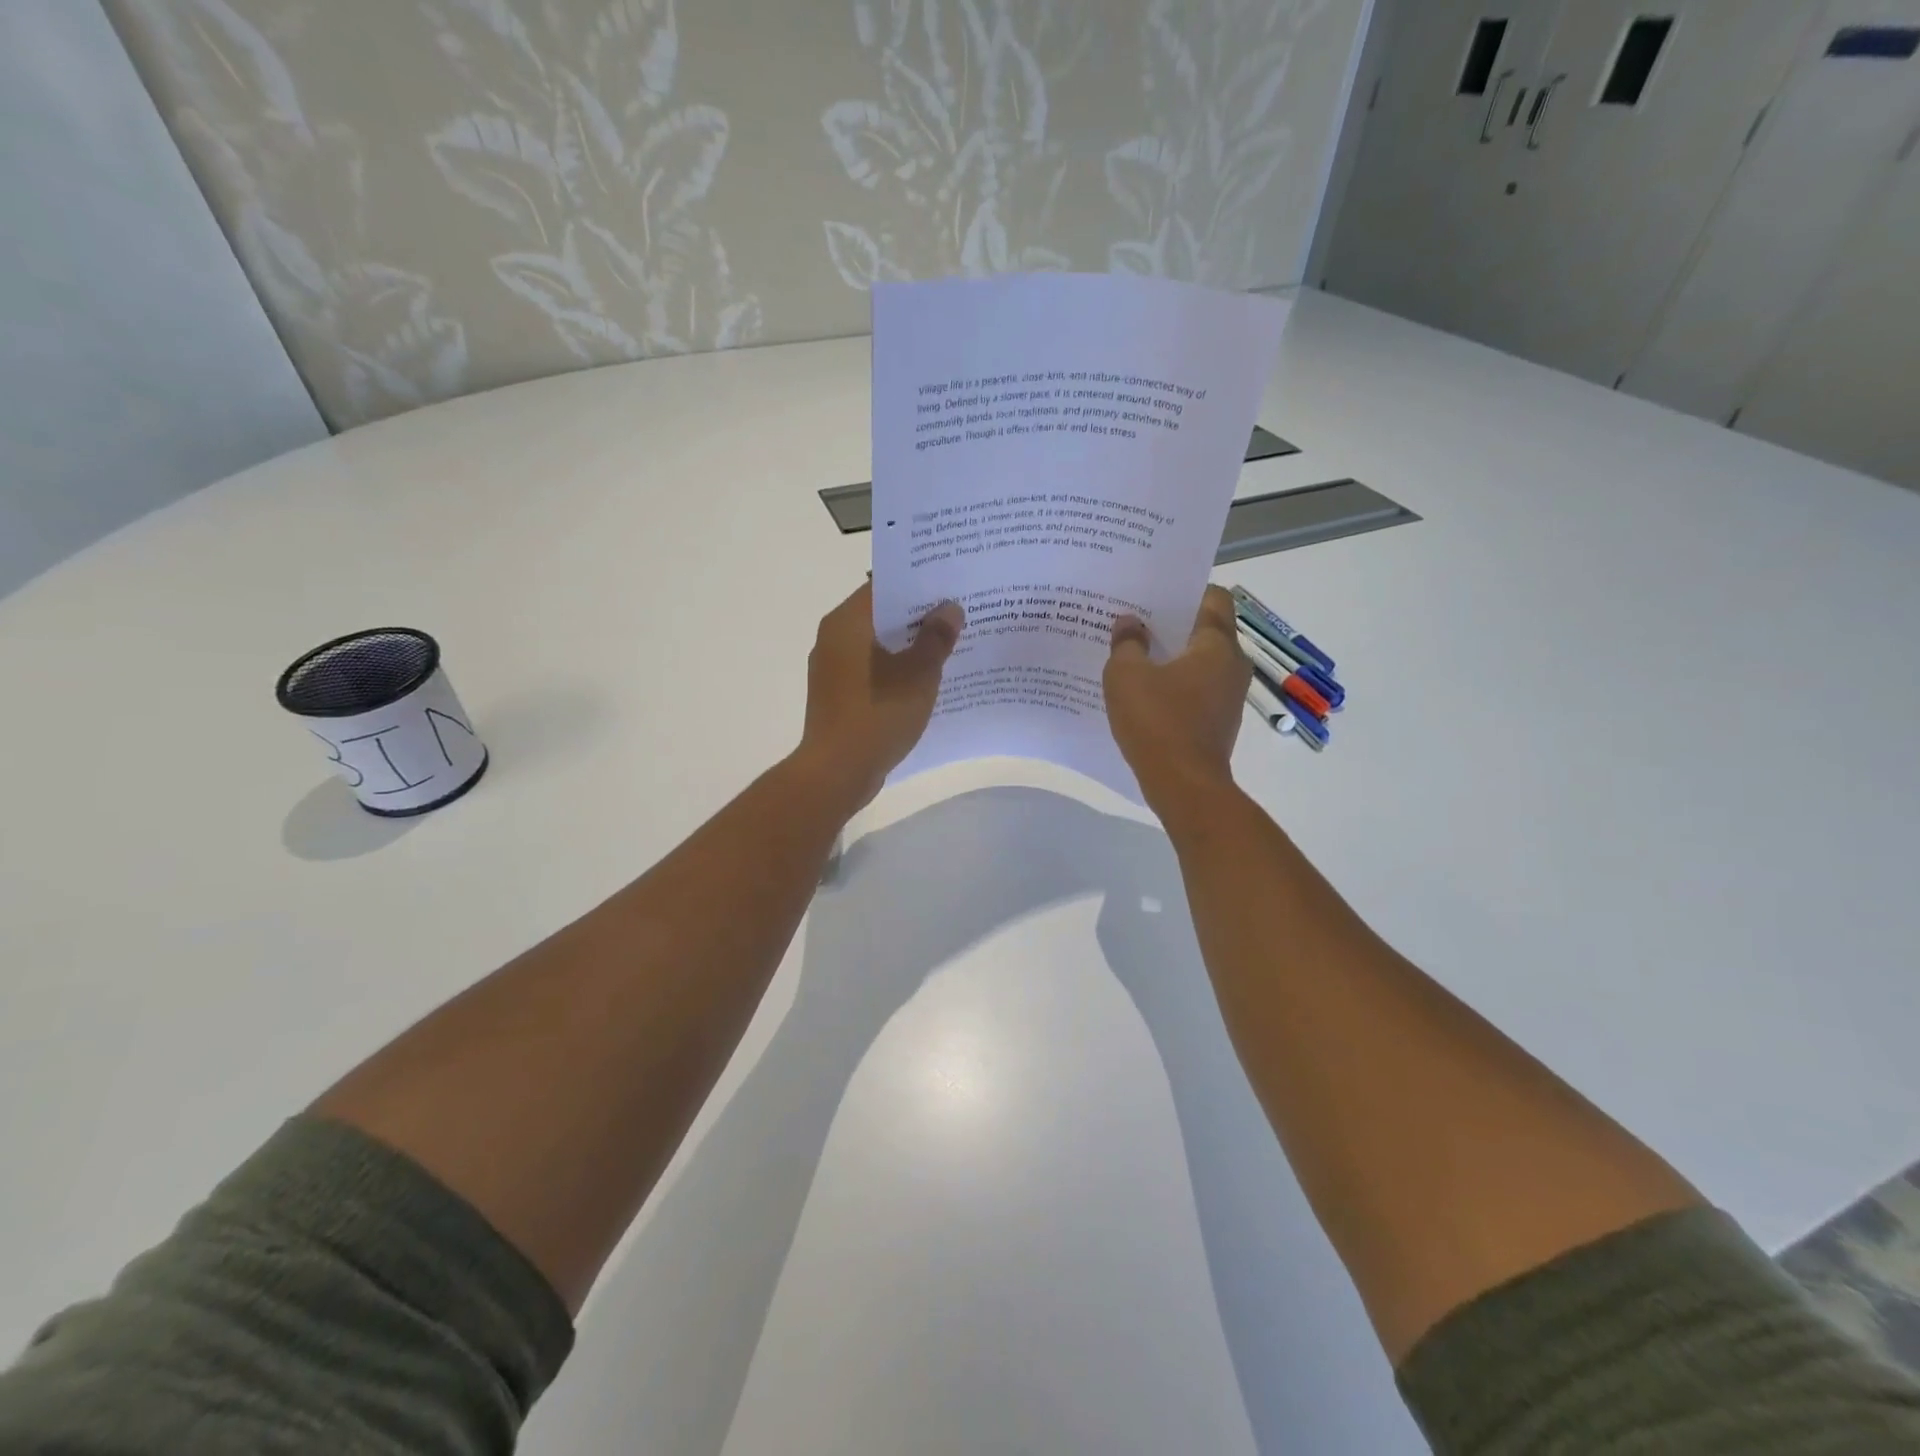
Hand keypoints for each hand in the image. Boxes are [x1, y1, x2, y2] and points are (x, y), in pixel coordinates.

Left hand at [797, 581, 964, 811]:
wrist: (837, 772)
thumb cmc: (878, 715)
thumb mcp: (918, 675)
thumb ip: (936, 638)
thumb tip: (949, 608)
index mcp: (847, 622)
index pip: (883, 586)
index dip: (918, 583)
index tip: (949, 584)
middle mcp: (833, 637)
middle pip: (880, 614)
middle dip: (918, 615)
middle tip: (957, 613)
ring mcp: (831, 668)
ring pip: (877, 644)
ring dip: (908, 644)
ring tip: (948, 644)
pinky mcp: (836, 694)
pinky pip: (870, 669)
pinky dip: (895, 668)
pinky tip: (924, 679)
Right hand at [1104, 585, 1249, 817]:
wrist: (1184, 786)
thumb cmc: (1157, 722)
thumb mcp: (1126, 676)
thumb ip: (1127, 643)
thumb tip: (1130, 623)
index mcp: (1217, 645)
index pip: (1213, 597)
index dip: (1184, 591)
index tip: (1153, 595)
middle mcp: (1233, 665)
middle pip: (1206, 629)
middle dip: (1171, 624)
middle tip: (1134, 622)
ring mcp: (1229, 696)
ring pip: (1200, 662)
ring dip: (1171, 657)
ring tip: (1134, 656)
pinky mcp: (1218, 722)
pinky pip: (1196, 689)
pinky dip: (1174, 685)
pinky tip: (1144, 693)